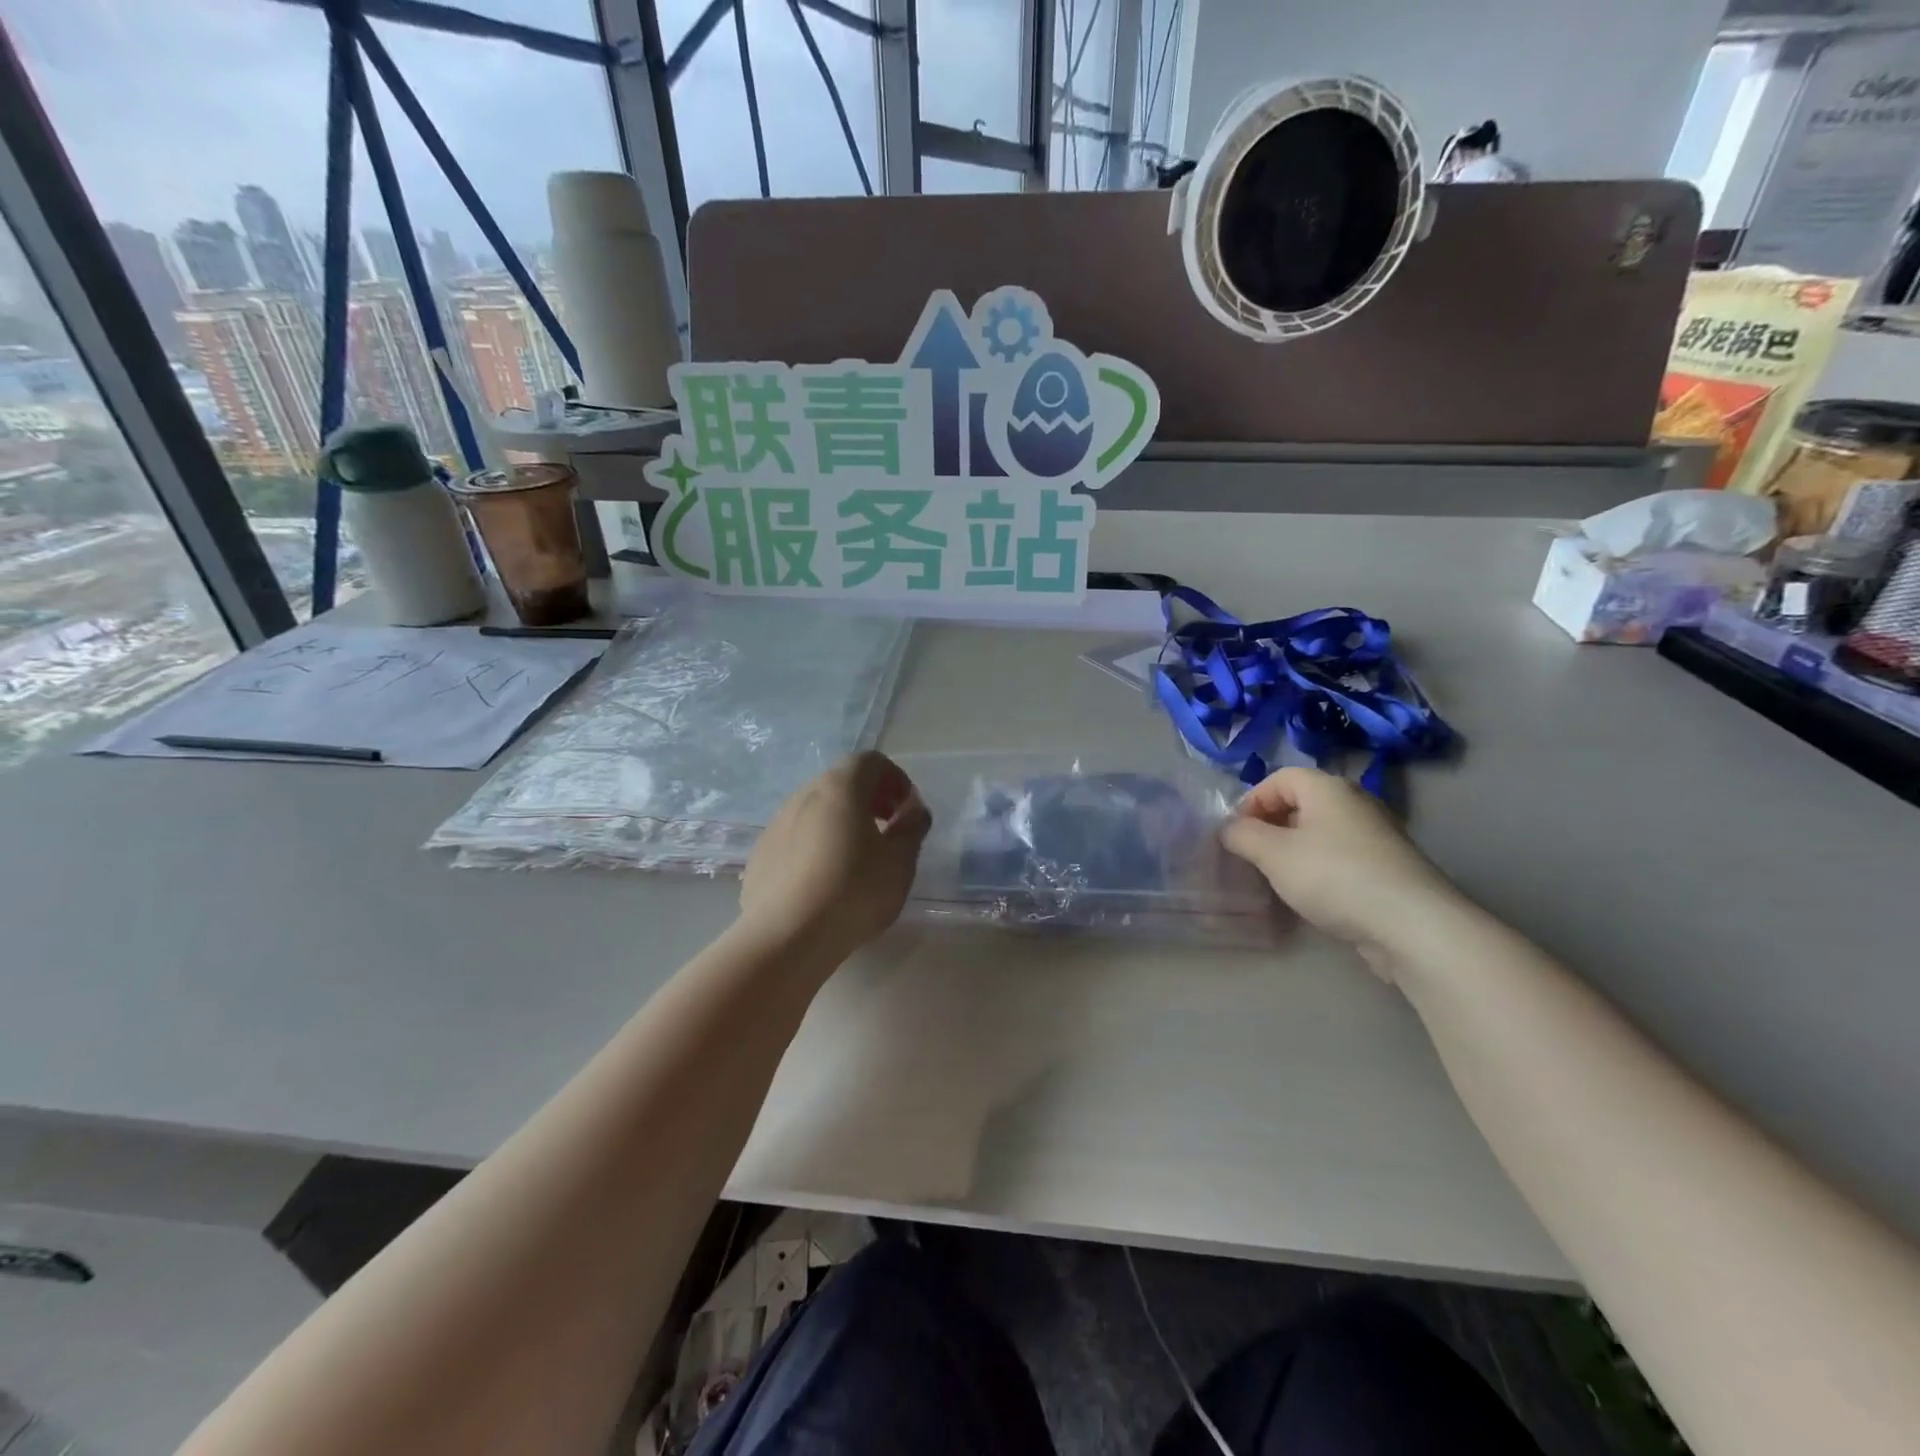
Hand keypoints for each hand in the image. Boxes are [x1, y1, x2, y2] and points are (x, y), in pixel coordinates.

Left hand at [739, 752, 931, 960]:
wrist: (786, 937)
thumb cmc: (854, 891)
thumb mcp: (900, 861)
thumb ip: (912, 828)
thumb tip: (914, 810)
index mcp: (840, 787)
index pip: (871, 761)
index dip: (895, 779)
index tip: (906, 811)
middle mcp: (804, 794)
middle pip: (842, 782)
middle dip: (869, 799)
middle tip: (887, 830)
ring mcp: (776, 823)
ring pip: (816, 809)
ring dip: (842, 821)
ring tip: (857, 858)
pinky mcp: (760, 854)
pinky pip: (796, 836)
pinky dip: (817, 843)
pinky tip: (825, 880)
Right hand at [1221, 767, 1464, 974]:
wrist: (1411, 924)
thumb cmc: (1333, 877)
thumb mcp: (1273, 854)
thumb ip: (1243, 835)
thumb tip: (1229, 829)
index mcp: (1328, 788)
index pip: (1279, 778)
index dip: (1251, 801)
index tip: (1236, 833)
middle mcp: (1356, 802)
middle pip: (1302, 802)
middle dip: (1271, 825)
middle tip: (1252, 855)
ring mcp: (1377, 834)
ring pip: (1322, 830)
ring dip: (1294, 848)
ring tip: (1278, 876)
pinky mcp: (1389, 866)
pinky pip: (1342, 854)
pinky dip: (1320, 866)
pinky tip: (1313, 893)